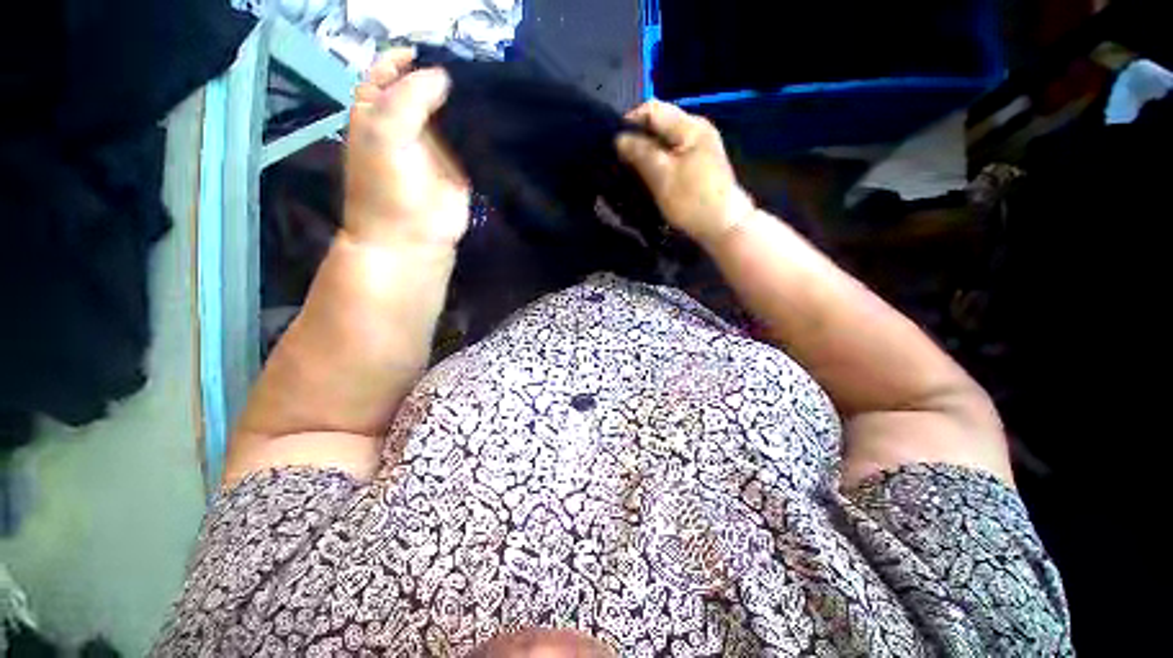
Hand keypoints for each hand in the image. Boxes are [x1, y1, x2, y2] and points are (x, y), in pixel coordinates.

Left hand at [344, 49, 469, 249]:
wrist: (412, 235)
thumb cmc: (387, 185)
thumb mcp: (385, 131)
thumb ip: (410, 97)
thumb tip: (442, 76)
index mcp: (377, 111)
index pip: (387, 73)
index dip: (404, 59)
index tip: (431, 52)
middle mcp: (406, 124)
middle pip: (423, 89)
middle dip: (442, 77)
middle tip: (468, 66)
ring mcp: (435, 145)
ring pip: (449, 113)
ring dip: (464, 102)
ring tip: (486, 85)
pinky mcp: (460, 165)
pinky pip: (469, 140)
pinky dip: (479, 129)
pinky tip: (494, 116)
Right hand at [616, 100, 755, 247]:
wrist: (724, 227)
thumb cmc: (692, 200)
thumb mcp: (662, 175)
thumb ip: (640, 153)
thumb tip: (619, 138)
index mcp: (690, 126)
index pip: (652, 109)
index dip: (630, 123)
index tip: (614, 146)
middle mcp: (696, 131)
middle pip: (659, 126)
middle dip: (637, 141)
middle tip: (620, 161)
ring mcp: (699, 149)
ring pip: (664, 143)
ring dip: (646, 154)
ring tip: (630, 171)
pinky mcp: (698, 166)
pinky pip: (671, 157)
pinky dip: (657, 164)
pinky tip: (647, 178)